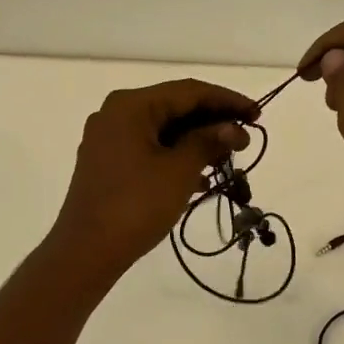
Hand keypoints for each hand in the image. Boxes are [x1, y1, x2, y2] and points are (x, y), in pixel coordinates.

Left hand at [49, 79, 256, 278]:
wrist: (86, 252)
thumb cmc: (135, 205)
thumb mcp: (179, 171)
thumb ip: (209, 142)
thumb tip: (234, 128)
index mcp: (131, 106)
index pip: (189, 91)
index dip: (227, 101)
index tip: (258, 115)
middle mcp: (116, 114)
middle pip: (175, 107)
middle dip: (213, 122)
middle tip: (247, 139)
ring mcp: (108, 139)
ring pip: (163, 130)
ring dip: (197, 141)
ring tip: (229, 159)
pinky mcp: (107, 163)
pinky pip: (149, 148)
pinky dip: (176, 157)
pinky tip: (201, 177)